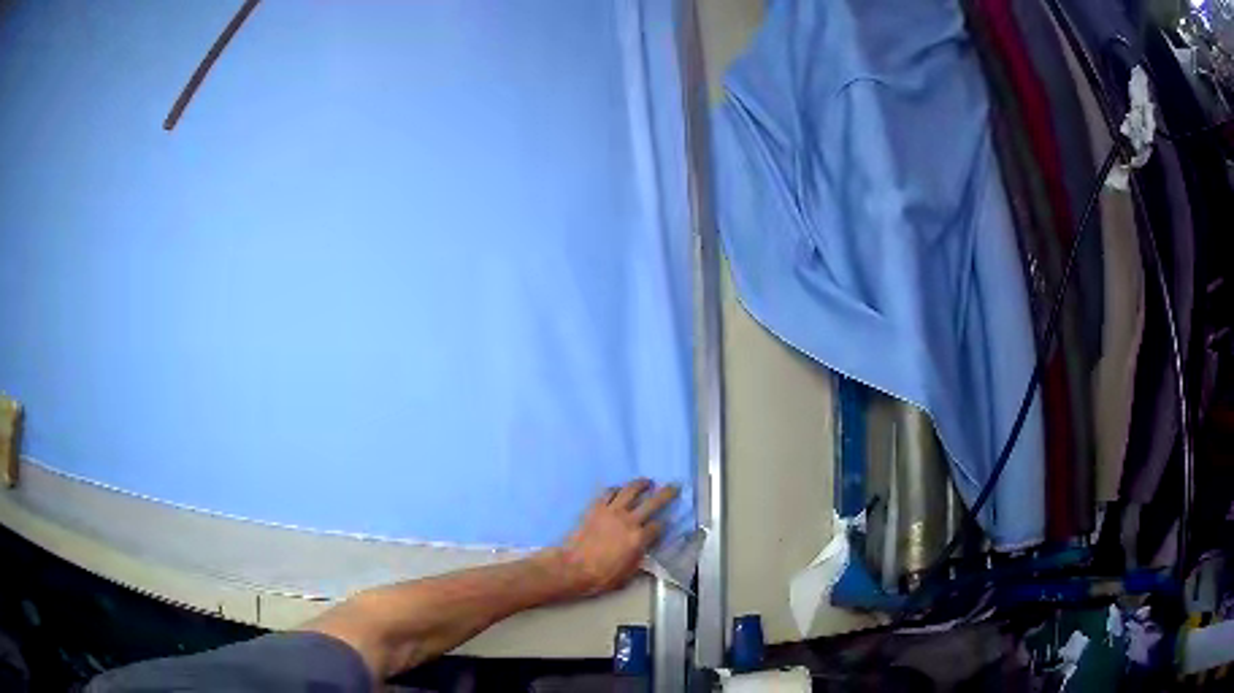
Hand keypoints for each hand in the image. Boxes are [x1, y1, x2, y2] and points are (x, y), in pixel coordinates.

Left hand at [551, 479, 678, 597]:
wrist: (573, 568)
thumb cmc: (602, 576)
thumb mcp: (629, 574)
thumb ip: (640, 558)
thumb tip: (644, 549)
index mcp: (639, 539)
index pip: (659, 526)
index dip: (663, 526)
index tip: (664, 525)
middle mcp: (629, 521)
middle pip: (653, 502)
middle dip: (666, 494)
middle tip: (674, 486)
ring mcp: (612, 511)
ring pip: (631, 490)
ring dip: (641, 484)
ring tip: (647, 482)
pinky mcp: (596, 508)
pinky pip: (609, 492)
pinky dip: (617, 489)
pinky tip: (620, 490)